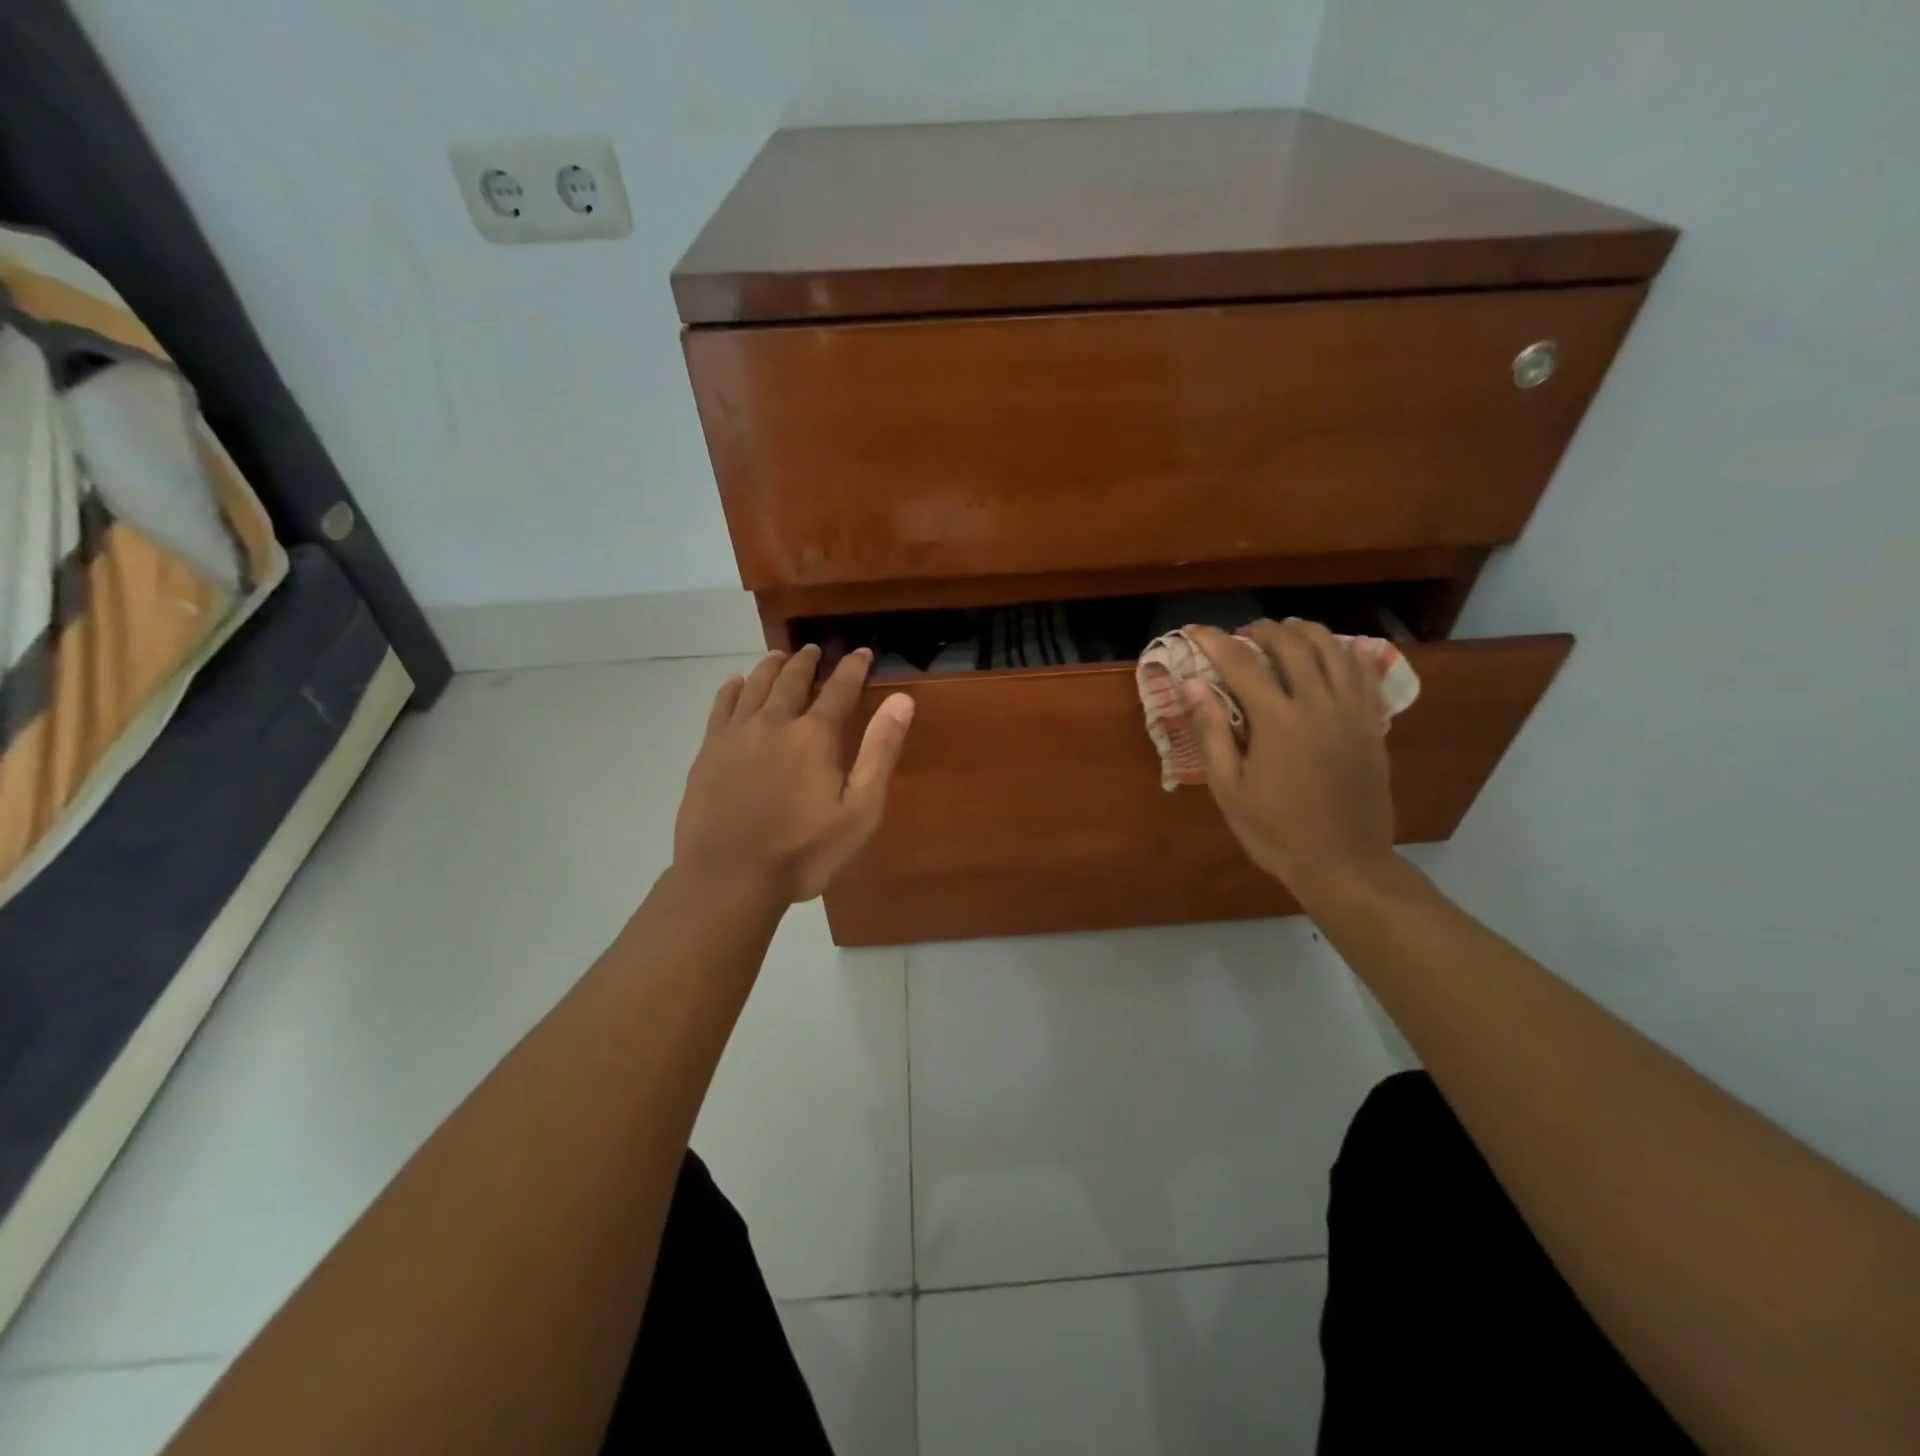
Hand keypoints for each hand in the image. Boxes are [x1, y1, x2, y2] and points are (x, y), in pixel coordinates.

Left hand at [674, 646, 914, 903]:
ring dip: (771, 667)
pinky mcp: (709, 751)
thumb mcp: (859, 811)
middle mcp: (774, 722)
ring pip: (755, 685)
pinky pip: (721, 706)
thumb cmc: (803, 852)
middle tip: (816, 650)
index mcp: (814, 736)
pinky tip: (736, 683)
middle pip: (792, 679)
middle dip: (808, 662)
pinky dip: (732, 689)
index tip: (862, 652)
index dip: (853, 668)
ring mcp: (736, 735)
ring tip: (780, 656)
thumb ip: (879, 752)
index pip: (839, 688)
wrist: (729, 878)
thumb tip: (902, 700)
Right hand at [1186, 621, 1396, 901]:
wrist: (1344, 863)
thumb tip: (1193, 684)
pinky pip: (1363, 673)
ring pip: (1333, 649)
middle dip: (1262, 630)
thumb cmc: (1275, 831)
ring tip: (1285, 632)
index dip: (1214, 642)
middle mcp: (1319, 704)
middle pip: (1291, 645)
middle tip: (1241, 635)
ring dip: (1305, 632)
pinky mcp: (1373, 725)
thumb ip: (1211, 732)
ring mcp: (1352, 712)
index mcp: (1278, 721)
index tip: (1195, 630)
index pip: (1241, 663)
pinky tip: (1331, 654)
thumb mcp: (1229, 788)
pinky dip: (1343, 652)